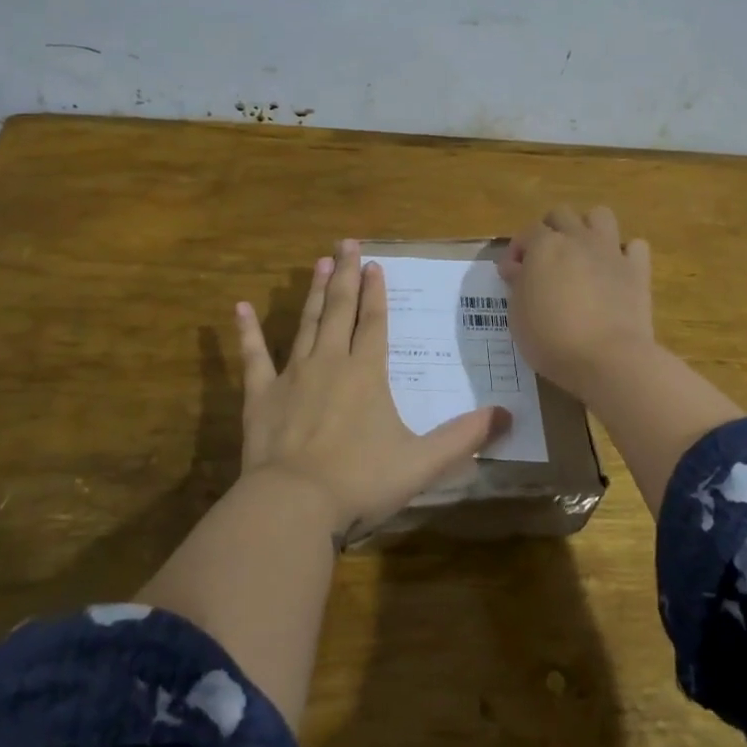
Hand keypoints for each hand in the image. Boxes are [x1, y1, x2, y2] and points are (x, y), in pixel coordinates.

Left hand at [235, 239, 509, 540]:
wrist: (294, 503)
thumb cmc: (361, 480)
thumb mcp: (422, 462)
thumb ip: (464, 438)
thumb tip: (507, 417)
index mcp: (367, 373)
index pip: (374, 322)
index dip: (376, 293)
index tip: (375, 263)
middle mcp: (330, 362)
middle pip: (339, 310)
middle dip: (345, 275)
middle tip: (346, 243)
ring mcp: (293, 375)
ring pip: (306, 323)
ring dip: (313, 292)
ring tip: (318, 262)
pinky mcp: (261, 394)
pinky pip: (253, 356)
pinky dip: (247, 331)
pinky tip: (239, 307)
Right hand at [500, 206, 654, 400]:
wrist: (607, 358)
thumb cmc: (551, 339)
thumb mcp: (518, 314)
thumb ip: (518, 284)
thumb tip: (518, 268)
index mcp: (545, 246)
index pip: (526, 232)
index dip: (516, 250)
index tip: (511, 275)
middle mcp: (578, 239)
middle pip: (562, 214)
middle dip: (550, 229)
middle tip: (545, 259)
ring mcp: (610, 251)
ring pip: (600, 215)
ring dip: (588, 228)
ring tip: (581, 254)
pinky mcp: (637, 270)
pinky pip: (634, 246)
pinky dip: (624, 254)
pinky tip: (615, 271)